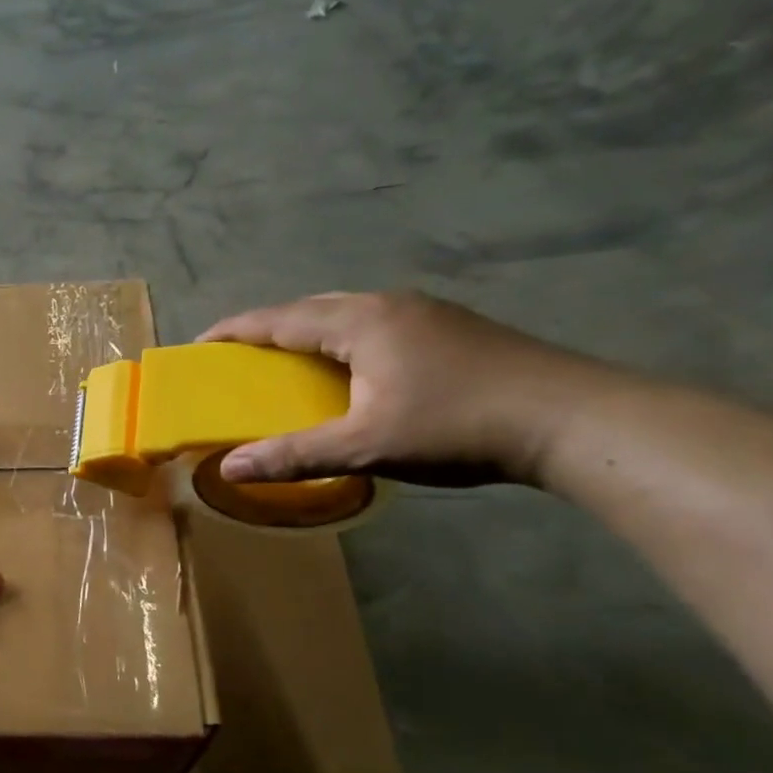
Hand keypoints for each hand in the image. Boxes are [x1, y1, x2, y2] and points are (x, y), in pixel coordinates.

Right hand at [200, 291, 618, 487]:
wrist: (572, 419)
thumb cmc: (456, 426)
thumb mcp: (364, 446)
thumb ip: (294, 455)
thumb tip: (228, 468)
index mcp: (360, 321)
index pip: (279, 318)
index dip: (235, 331)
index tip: (200, 344)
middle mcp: (388, 304)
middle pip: (311, 307)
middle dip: (269, 328)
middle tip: (240, 356)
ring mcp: (425, 312)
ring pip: (347, 313)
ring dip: (308, 333)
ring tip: (288, 361)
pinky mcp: (451, 329)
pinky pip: (375, 325)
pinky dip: (342, 341)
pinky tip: (351, 369)